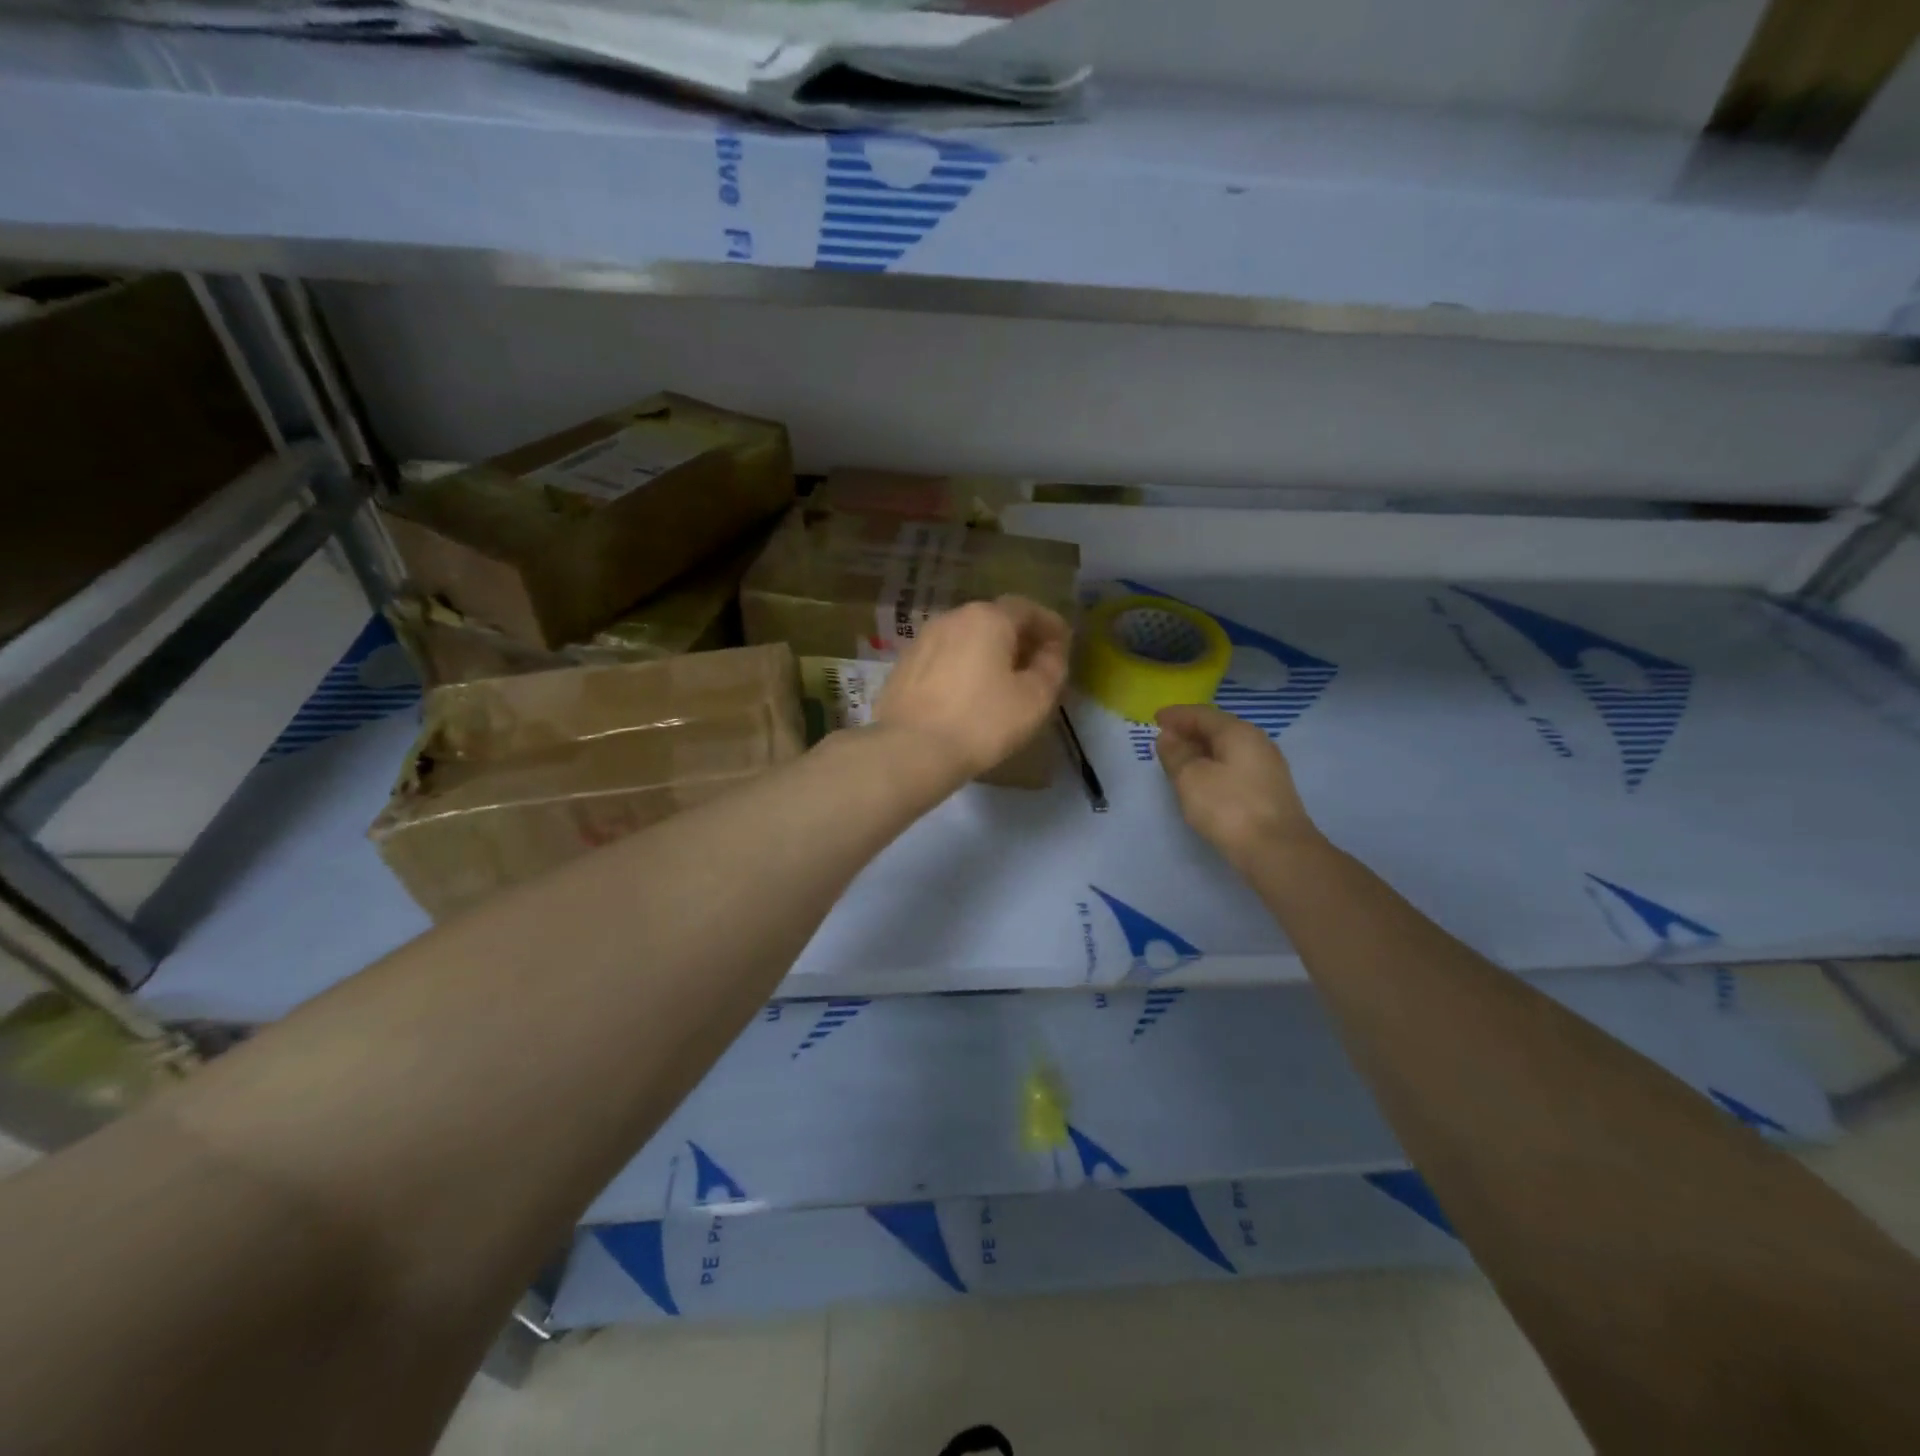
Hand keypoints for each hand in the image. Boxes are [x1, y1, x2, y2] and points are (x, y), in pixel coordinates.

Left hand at [875, 596, 1070, 779]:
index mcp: (988, 618)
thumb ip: (1051, 667)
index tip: (1063, 644)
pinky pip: (943, 658)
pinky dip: (961, 667)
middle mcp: (952, 618)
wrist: (911, 749)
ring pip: (965, 639)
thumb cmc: (982, 722)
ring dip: (987, 652)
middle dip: (1018, 638)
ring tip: (1001, 681)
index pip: (1027, 609)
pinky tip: (967, 693)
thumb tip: (1052, 651)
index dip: (1049, 625)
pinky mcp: (903, 666)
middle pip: (994, 620)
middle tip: (1035, 664)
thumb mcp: (1034, 698)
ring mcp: (922, 641)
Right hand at [1155, 704, 1323, 865]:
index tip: (1155, 719)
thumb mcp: (1190, 778)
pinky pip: (1234, 766)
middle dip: (1189, 732)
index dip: (1176, 715)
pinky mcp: (1268, 789)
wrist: (1277, 851)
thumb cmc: (1228, 808)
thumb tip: (1168, 736)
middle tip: (1164, 740)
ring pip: (1226, 749)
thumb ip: (1175, 754)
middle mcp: (1257, 742)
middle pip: (1217, 729)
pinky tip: (1201, 780)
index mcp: (1238, 732)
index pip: (1202, 714)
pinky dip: (1213, 766)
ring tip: (1178, 761)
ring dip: (1201, 751)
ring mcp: (1266, 767)